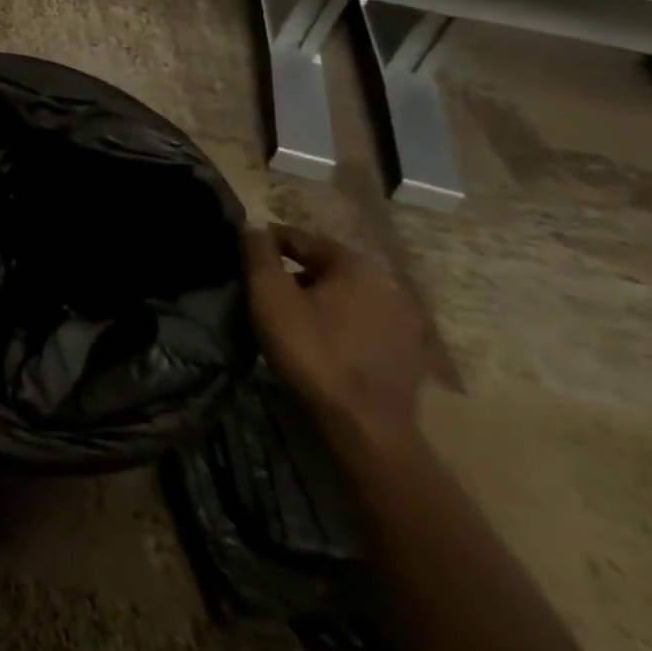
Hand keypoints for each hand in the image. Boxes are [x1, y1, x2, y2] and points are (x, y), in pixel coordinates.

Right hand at [244, 224, 439, 444]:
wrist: (364, 425)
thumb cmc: (311, 349)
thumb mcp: (270, 294)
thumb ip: (259, 253)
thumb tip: (254, 225)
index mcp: (356, 264)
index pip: (301, 238)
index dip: (268, 243)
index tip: (243, 254)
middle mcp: (387, 283)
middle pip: (326, 266)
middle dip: (294, 272)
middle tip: (263, 287)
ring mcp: (403, 321)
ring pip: (345, 296)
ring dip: (318, 298)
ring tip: (288, 314)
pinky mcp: (408, 353)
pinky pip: (362, 323)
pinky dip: (339, 323)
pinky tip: (320, 339)